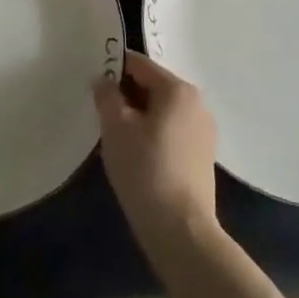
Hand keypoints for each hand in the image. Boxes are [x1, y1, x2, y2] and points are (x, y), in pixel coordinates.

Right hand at [93, 50, 218, 258]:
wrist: (181, 232)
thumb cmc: (145, 170)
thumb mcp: (115, 128)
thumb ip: (107, 95)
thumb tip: (104, 80)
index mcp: (178, 89)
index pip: (139, 65)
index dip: (113, 70)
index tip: (94, 86)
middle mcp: (196, 103)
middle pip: (152, 87)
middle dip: (127, 97)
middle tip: (103, 116)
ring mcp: (204, 131)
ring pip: (162, 111)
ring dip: (139, 118)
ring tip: (118, 140)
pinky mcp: (203, 157)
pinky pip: (172, 132)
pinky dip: (153, 136)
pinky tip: (138, 158)